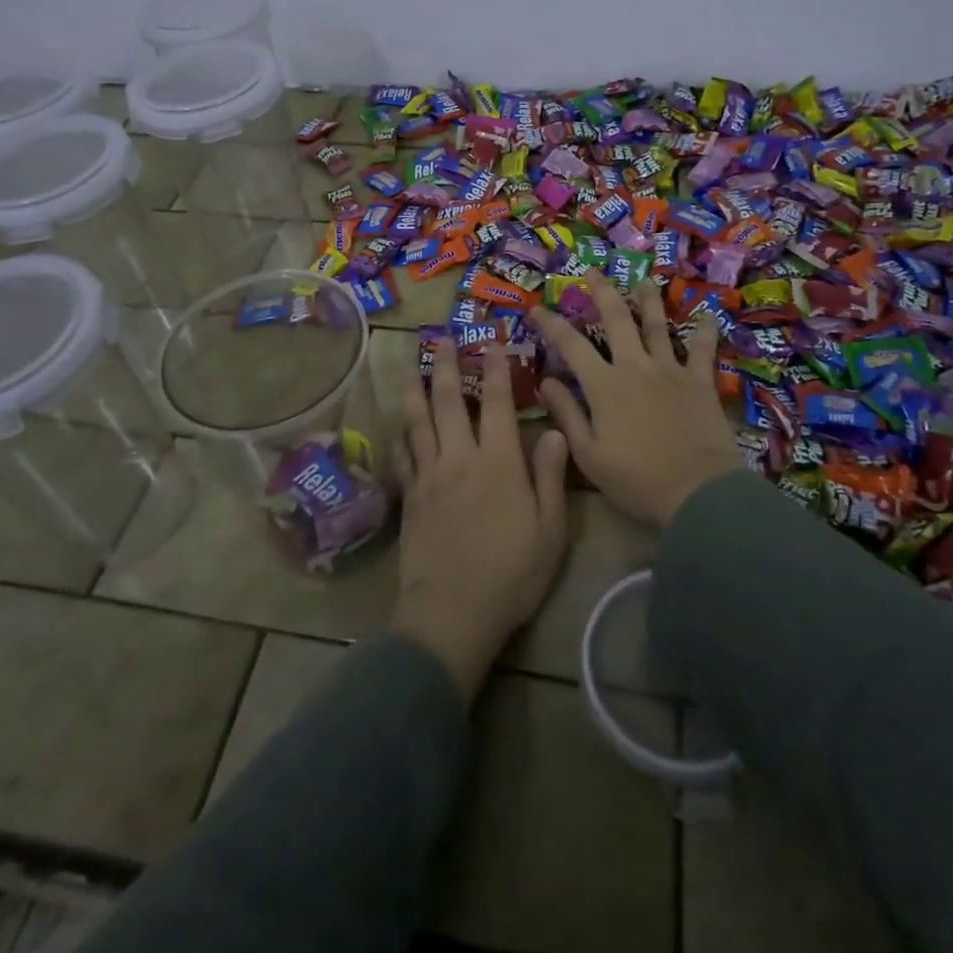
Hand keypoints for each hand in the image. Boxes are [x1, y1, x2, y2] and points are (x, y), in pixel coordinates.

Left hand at [392, 341, 569, 704]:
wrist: (452, 613)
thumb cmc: (511, 575)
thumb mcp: (549, 530)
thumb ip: (550, 477)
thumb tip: (554, 431)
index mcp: (498, 462)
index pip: (495, 404)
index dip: (495, 370)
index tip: (492, 343)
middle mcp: (459, 459)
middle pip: (447, 402)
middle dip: (445, 366)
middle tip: (441, 339)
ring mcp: (429, 477)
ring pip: (417, 422)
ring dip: (414, 390)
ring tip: (410, 367)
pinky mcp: (409, 498)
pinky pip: (402, 456)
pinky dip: (401, 435)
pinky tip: (398, 426)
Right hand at [532, 274, 742, 527]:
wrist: (698, 492)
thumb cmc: (636, 480)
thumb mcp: (588, 454)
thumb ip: (566, 414)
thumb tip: (545, 381)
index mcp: (604, 385)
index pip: (570, 344)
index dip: (551, 324)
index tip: (537, 308)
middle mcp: (635, 366)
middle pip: (616, 319)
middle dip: (602, 292)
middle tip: (592, 272)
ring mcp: (670, 370)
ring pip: (657, 325)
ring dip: (648, 300)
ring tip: (643, 280)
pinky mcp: (700, 382)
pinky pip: (702, 350)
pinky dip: (705, 332)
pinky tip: (709, 316)